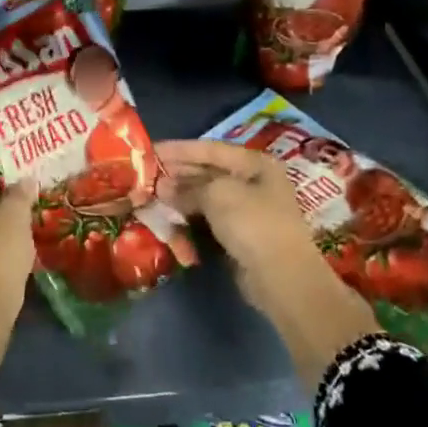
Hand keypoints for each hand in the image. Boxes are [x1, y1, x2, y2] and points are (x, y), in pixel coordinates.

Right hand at [156, 139, 334, 308]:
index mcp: (255, 163)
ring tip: (153, 197)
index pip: (210, 149)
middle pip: (208, 172)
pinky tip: (170, 219)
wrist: (282, 277)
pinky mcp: (240, 236)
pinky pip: (209, 220)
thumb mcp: (217, 195)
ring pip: (206, 197)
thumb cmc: (252, 223)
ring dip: (180, 197)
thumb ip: (187, 188)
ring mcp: (248, 211)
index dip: (179, 149)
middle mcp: (253, 182)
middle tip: (146, 176)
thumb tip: (162, 187)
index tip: (150, 151)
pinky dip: (190, 218)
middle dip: (177, 174)